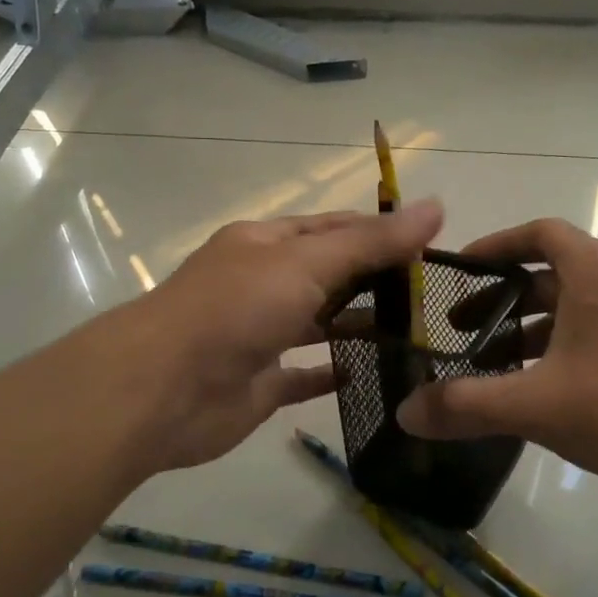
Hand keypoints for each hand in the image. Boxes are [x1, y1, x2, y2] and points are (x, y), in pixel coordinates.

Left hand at [103, 200, 443, 474]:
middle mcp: (262, 283)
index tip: (431, 246)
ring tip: (416, 333)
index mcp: (266, 244)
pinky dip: (332, 373)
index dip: (380, 232)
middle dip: (375, 280)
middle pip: (328, 275)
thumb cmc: (236, 309)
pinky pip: (303, 375)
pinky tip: (371, 374)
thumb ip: (370, 242)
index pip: (333, 228)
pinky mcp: (259, 383)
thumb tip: (435, 207)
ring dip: (359, 325)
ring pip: (318, 324)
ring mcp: (259, 334)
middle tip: (434, 295)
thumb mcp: (307, 262)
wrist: (162, 389)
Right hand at [396, 218, 597, 501]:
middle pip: (551, 275)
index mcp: (593, 270)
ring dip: (534, 332)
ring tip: (498, 371)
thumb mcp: (540, 404)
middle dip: (503, 300)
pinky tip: (552, 398)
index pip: (538, 232)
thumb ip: (468, 406)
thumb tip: (405, 413)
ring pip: (577, 311)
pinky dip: (567, 353)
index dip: (495, 246)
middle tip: (463, 331)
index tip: (460, 270)